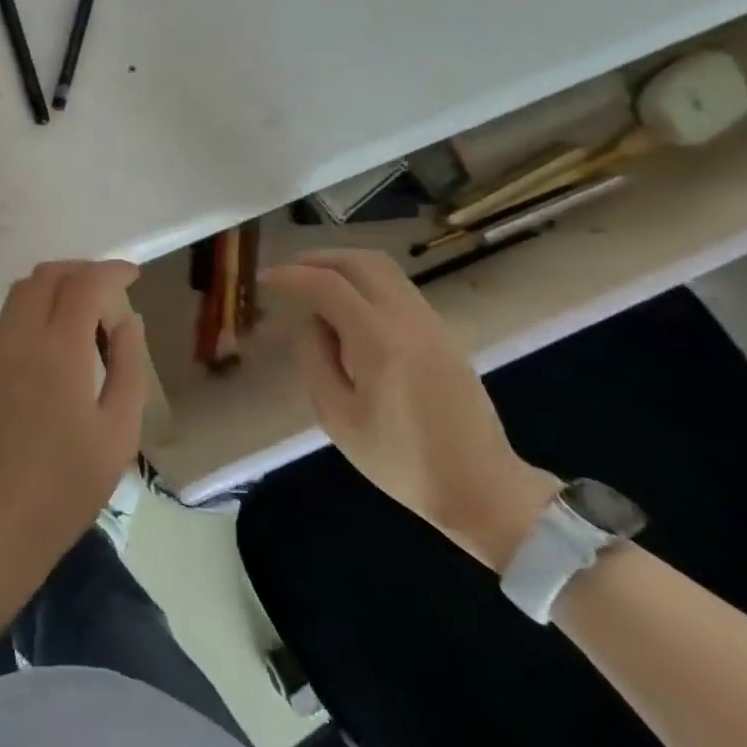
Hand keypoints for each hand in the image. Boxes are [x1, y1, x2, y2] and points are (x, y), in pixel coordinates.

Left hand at [0, 260, 150, 590]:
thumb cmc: (68, 484)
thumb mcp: (118, 431)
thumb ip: (127, 366)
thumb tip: (127, 320)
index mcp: (59, 349)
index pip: (85, 283)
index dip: (112, 270)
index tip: (134, 275)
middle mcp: (21, 337)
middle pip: (47, 275)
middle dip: (82, 270)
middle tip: (112, 290)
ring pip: (23, 290)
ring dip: (56, 285)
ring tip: (87, 312)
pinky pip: (10, 315)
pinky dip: (37, 306)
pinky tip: (59, 338)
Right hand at [259, 250, 558, 568]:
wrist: (481, 487)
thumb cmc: (401, 460)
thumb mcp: (337, 417)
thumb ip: (315, 359)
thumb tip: (311, 321)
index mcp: (378, 339)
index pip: (327, 284)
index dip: (290, 276)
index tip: (264, 279)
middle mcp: (407, 318)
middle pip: (360, 261)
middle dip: (318, 259)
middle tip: (288, 273)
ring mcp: (431, 322)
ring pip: (383, 269)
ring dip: (343, 267)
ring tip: (313, 285)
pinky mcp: (442, 333)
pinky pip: (397, 288)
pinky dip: (364, 283)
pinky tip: (347, 310)